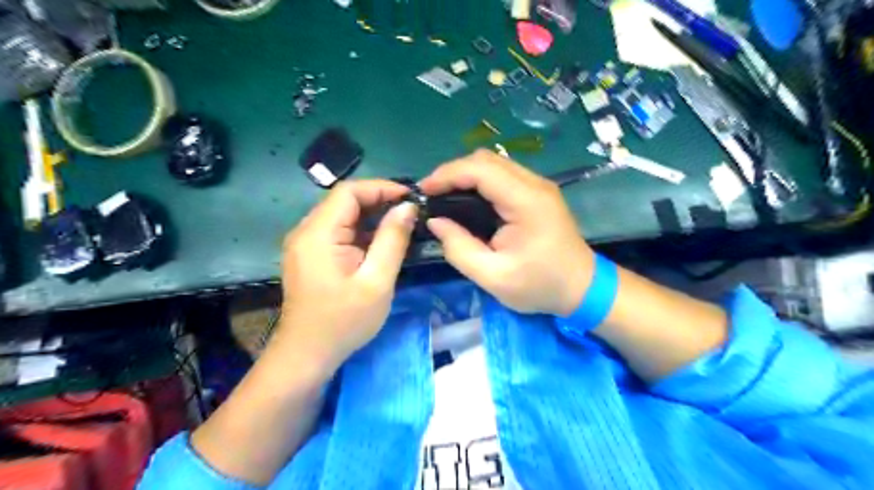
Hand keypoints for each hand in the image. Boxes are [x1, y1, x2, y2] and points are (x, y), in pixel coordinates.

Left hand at [279, 183, 416, 372]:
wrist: (308, 355)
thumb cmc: (344, 322)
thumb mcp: (377, 281)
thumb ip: (393, 240)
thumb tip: (408, 207)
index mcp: (318, 234)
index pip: (348, 192)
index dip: (381, 188)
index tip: (411, 198)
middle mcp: (306, 231)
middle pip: (344, 201)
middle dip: (379, 202)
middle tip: (411, 213)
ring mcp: (306, 243)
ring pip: (342, 216)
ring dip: (372, 217)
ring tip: (402, 226)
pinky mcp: (310, 255)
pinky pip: (338, 232)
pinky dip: (361, 232)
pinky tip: (381, 243)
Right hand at [420, 148, 596, 317]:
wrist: (582, 288)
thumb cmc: (540, 285)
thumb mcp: (493, 277)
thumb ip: (460, 249)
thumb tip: (436, 222)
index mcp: (526, 201)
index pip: (480, 170)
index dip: (447, 174)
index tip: (423, 190)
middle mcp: (534, 184)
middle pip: (486, 159)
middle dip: (453, 172)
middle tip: (432, 195)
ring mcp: (538, 186)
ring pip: (494, 164)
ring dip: (466, 175)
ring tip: (444, 196)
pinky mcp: (537, 192)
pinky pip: (502, 175)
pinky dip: (479, 181)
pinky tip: (467, 199)